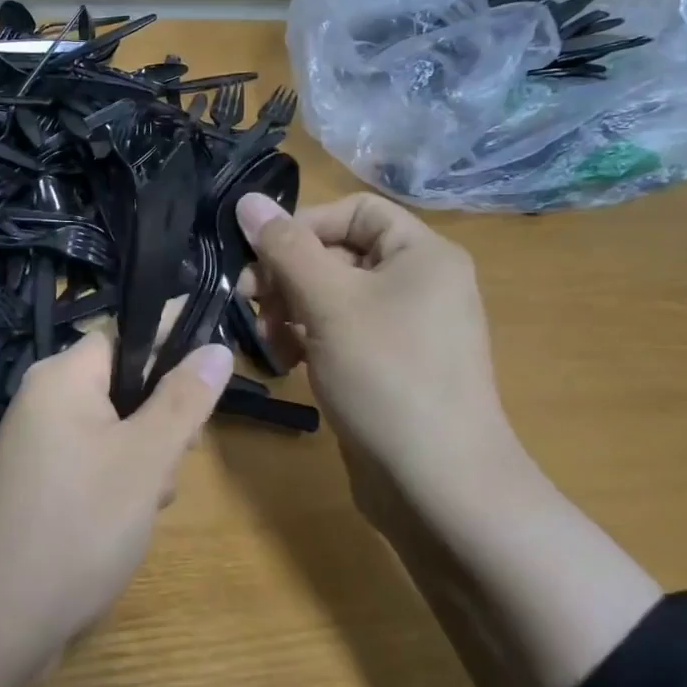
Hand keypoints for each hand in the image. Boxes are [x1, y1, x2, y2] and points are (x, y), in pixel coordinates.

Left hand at [0, 330, 233, 681]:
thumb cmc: (78, 526)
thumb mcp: (146, 459)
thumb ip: (184, 400)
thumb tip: (216, 346)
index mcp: (62, 376)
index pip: (126, 331)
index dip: (172, 338)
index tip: (215, 359)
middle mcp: (43, 399)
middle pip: (122, 382)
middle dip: (161, 416)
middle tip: (181, 457)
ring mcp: (35, 444)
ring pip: (112, 427)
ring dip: (144, 456)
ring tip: (150, 503)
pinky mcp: (35, 483)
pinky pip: (91, 459)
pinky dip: (118, 480)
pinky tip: (128, 521)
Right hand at [236, 191, 530, 534]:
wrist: (439, 486)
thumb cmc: (387, 375)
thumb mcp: (329, 302)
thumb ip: (285, 248)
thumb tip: (247, 200)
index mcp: (421, 254)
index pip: (353, 211)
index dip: (302, 226)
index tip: (259, 257)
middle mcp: (418, 283)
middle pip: (337, 254)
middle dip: (287, 276)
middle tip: (248, 302)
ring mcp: (404, 329)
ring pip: (331, 297)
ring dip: (289, 312)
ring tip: (267, 343)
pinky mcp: (387, 367)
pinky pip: (339, 334)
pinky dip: (308, 341)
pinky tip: (287, 366)